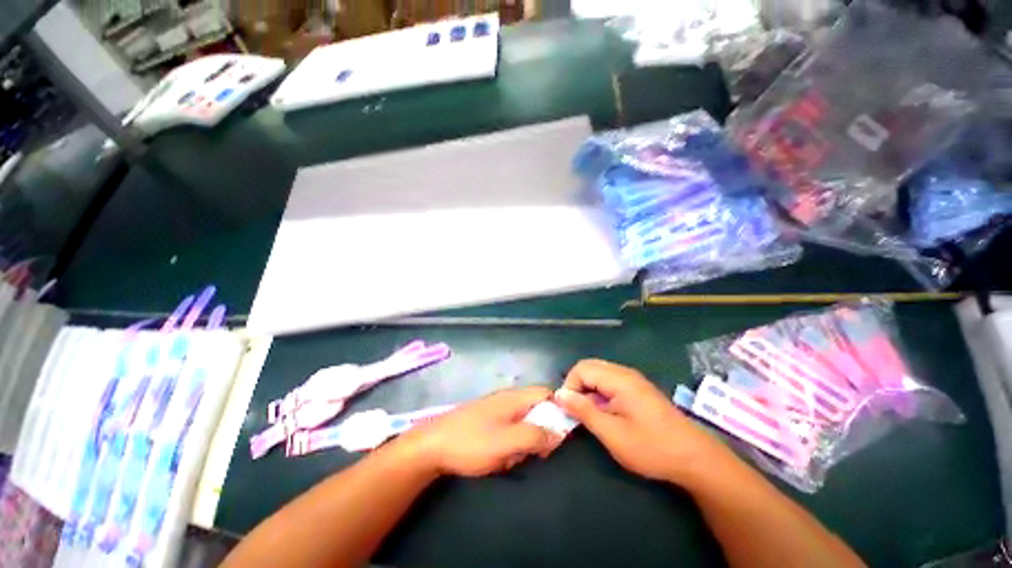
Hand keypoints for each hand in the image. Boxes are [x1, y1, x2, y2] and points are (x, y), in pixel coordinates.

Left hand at [401, 387, 563, 476]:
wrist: (431, 446)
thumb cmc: (472, 442)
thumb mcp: (507, 442)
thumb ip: (535, 435)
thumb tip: (558, 433)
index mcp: (514, 398)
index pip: (546, 393)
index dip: (557, 410)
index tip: (558, 435)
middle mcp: (507, 399)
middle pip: (536, 410)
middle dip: (537, 433)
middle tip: (530, 454)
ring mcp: (495, 410)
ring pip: (522, 423)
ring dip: (521, 443)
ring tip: (507, 459)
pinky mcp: (486, 422)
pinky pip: (507, 431)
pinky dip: (507, 445)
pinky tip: (495, 459)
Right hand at [554, 359, 727, 483]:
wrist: (695, 458)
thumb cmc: (652, 448)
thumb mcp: (612, 434)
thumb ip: (584, 411)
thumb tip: (560, 394)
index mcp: (619, 379)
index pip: (581, 368)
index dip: (570, 386)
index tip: (569, 410)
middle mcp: (625, 373)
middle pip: (589, 367)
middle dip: (577, 386)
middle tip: (576, 411)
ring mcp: (633, 380)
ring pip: (599, 374)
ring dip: (587, 390)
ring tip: (589, 414)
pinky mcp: (638, 389)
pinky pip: (609, 382)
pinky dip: (599, 393)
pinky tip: (605, 413)